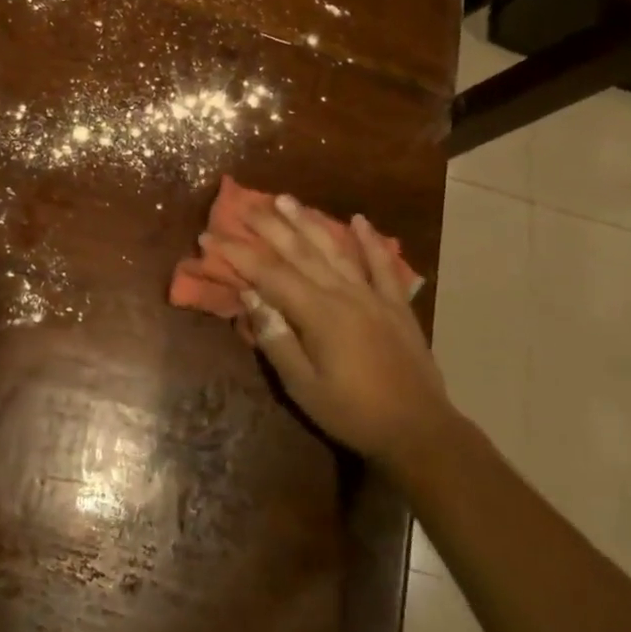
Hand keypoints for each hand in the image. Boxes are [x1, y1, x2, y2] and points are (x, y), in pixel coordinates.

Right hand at [206, 197, 453, 481]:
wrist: (420, 431)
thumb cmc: (353, 414)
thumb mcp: (303, 387)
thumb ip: (276, 339)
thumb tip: (249, 295)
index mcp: (318, 314)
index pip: (268, 275)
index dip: (238, 253)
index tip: (210, 236)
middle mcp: (343, 294)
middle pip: (300, 251)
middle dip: (268, 226)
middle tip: (244, 203)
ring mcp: (373, 296)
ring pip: (335, 249)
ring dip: (309, 221)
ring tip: (286, 199)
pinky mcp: (396, 304)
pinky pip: (382, 265)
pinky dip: (370, 241)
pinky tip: (359, 220)